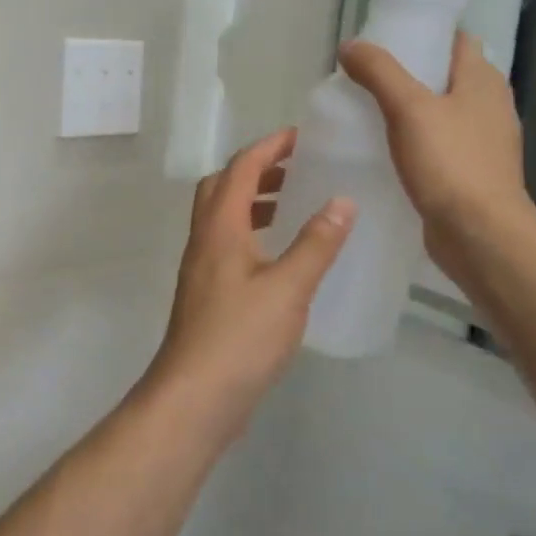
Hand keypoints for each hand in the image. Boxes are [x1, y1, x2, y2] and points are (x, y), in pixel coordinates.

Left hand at [147, 130, 354, 414]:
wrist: (194, 398)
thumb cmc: (240, 337)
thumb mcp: (288, 287)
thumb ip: (316, 244)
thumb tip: (342, 201)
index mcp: (219, 227)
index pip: (240, 168)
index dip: (269, 147)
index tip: (301, 137)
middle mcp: (204, 240)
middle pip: (223, 187)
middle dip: (258, 170)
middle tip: (297, 170)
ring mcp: (202, 270)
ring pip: (224, 218)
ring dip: (255, 202)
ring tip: (295, 207)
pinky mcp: (208, 296)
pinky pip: (229, 246)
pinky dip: (254, 235)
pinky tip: (282, 258)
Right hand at [338, 32, 533, 275]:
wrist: (481, 236)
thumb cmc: (450, 164)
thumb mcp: (408, 108)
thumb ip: (379, 72)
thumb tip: (351, 46)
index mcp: (483, 80)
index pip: (455, 40)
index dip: (423, 34)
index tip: (385, 40)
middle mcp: (490, 106)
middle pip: (446, 76)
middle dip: (410, 73)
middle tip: (366, 77)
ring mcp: (484, 143)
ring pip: (442, 113)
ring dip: (411, 110)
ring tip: (368, 111)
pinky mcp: (472, 174)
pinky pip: (440, 146)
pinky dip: (417, 142)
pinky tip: (387, 151)